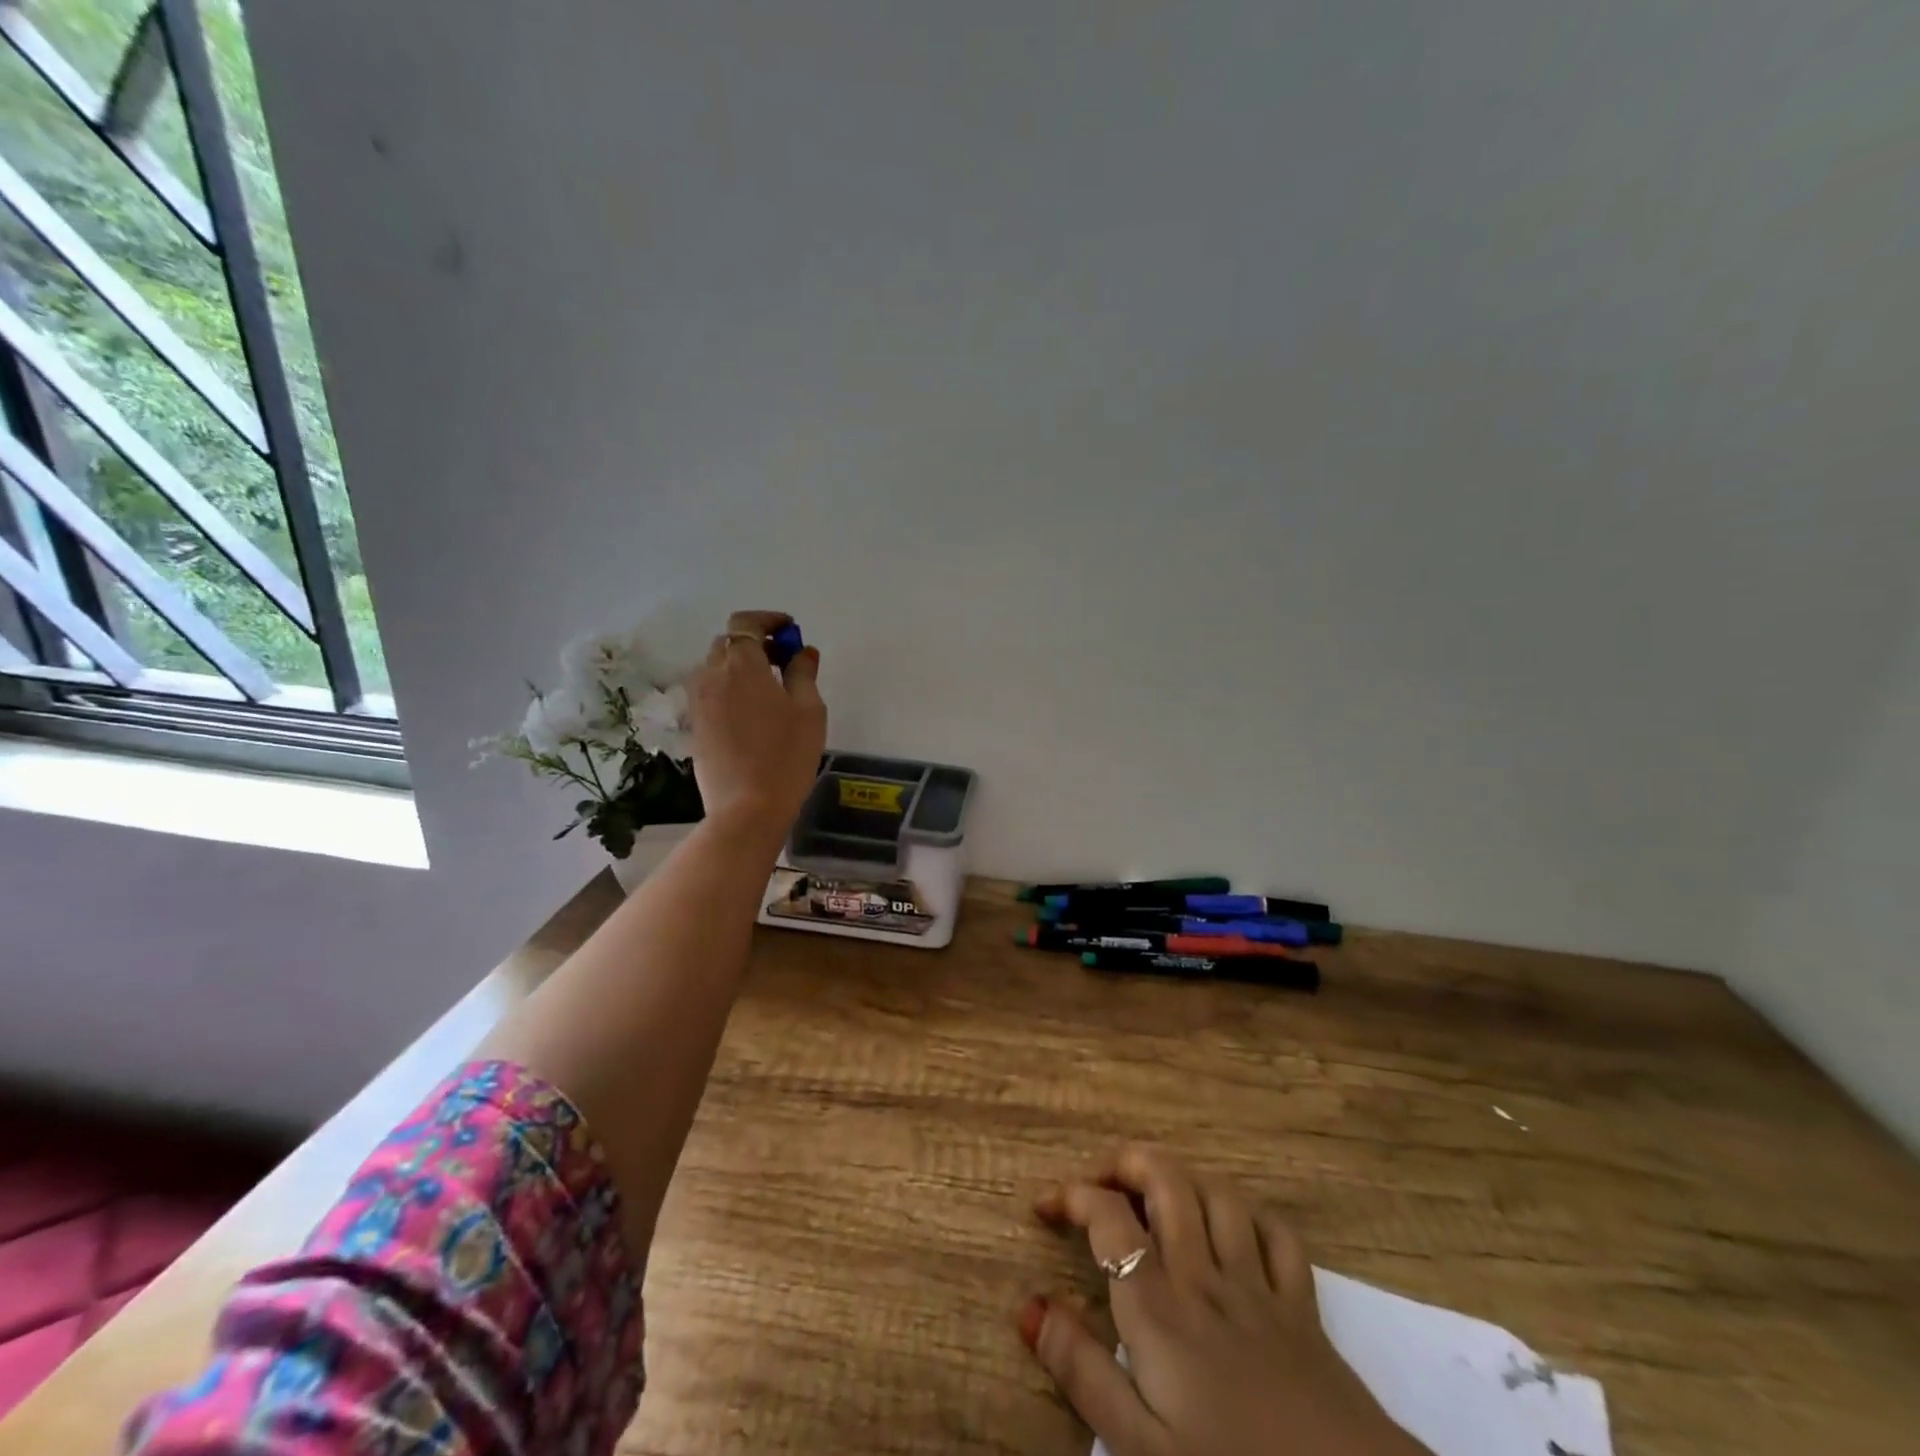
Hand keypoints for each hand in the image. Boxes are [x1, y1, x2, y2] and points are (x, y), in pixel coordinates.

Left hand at [689, 610, 826, 837]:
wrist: (747, 808)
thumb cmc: (787, 755)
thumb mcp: (809, 710)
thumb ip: (803, 673)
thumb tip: (802, 652)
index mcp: (741, 664)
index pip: (746, 623)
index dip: (768, 620)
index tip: (790, 632)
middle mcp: (712, 675)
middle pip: (728, 643)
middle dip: (755, 643)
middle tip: (784, 662)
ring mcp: (698, 701)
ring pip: (716, 668)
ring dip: (740, 667)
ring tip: (768, 690)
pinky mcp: (695, 725)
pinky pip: (710, 692)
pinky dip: (729, 689)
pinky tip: (751, 713)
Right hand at [1023, 1147, 1430, 1455]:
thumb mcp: (1140, 1450)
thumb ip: (1082, 1373)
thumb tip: (1029, 1306)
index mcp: (1158, 1307)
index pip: (1107, 1217)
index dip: (1071, 1196)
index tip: (1045, 1207)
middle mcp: (1203, 1275)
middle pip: (1165, 1178)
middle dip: (1127, 1162)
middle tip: (1101, 1182)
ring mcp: (1257, 1285)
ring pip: (1217, 1193)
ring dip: (1182, 1180)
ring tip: (1158, 1199)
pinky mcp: (1302, 1308)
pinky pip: (1277, 1235)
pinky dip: (1250, 1218)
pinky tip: (1234, 1231)